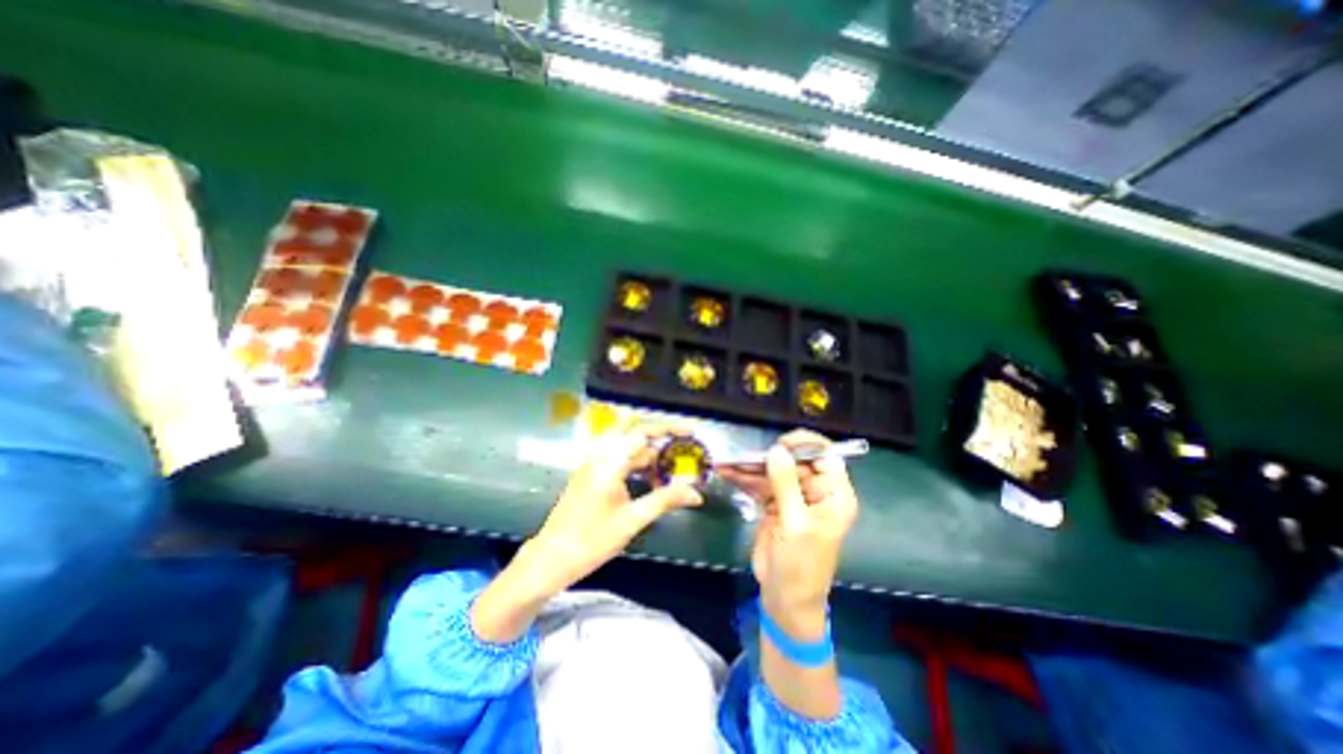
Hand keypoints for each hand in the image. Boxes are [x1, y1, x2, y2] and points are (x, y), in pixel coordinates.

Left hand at [471, 419, 702, 641]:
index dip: (668, 428)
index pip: (642, 432)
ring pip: (628, 450)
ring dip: (649, 457)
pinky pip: (619, 461)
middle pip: (635, 435)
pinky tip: (650, 482)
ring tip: (670, 472)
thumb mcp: (633, 520)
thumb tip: (696, 494)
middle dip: (660, 439)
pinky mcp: (591, 476)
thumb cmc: (592, 540)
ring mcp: (593, 465)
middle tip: (683, 448)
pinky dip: (637, 466)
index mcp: (609, 462)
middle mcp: (600, 456)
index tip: (690, 431)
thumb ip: (665, 500)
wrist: (550, 559)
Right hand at [719, 430, 853, 631]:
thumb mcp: (795, 525)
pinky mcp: (774, 503)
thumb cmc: (801, 566)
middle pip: (793, 460)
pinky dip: (743, 478)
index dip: (805, 445)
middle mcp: (815, 491)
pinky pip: (759, 484)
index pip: (826, 456)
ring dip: (749, 466)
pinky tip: (727, 472)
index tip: (780, 444)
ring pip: (772, 470)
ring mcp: (793, 496)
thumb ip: (786, 485)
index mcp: (833, 495)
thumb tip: (776, 450)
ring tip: (726, 462)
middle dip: (767, 456)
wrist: (784, 599)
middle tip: (742, 456)